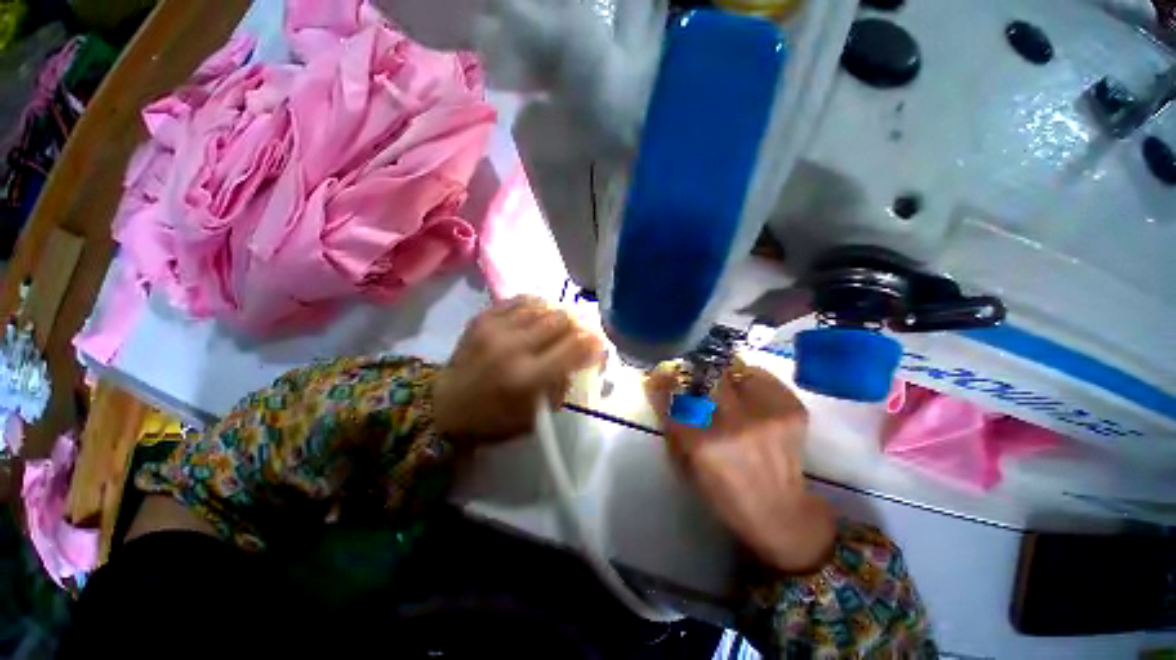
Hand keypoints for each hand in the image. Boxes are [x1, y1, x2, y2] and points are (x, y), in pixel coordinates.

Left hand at [433, 296, 604, 443]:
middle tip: (575, 335)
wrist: (445, 406)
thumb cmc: (495, 419)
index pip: (575, 347)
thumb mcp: (538, 415)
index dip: (594, 342)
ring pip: (543, 306)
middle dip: (576, 326)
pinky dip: (535, 306)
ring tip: (555, 327)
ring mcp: (496, 329)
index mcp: (529, 378)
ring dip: (556, 316)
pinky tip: (536, 316)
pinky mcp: (483, 318)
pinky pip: (520, 300)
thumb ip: (565, 383)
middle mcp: (514, 348)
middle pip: (562, 319)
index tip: (596, 345)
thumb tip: (588, 356)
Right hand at [646, 364, 836, 573]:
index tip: (660, 376)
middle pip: (707, 376)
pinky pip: (761, 377)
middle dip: (696, 375)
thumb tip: (658, 385)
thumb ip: (672, 424)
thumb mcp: (686, 465)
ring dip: (724, 378)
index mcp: (705, 445)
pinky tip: (749, 398)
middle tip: (695, 381)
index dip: (664, 383)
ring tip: (726, 392)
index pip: (674, 397)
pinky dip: (749, 381)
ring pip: (735, 371)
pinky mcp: (792, 410)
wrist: (781, 513)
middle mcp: (737, 424)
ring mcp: (768, 414)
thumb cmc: (725, 494)